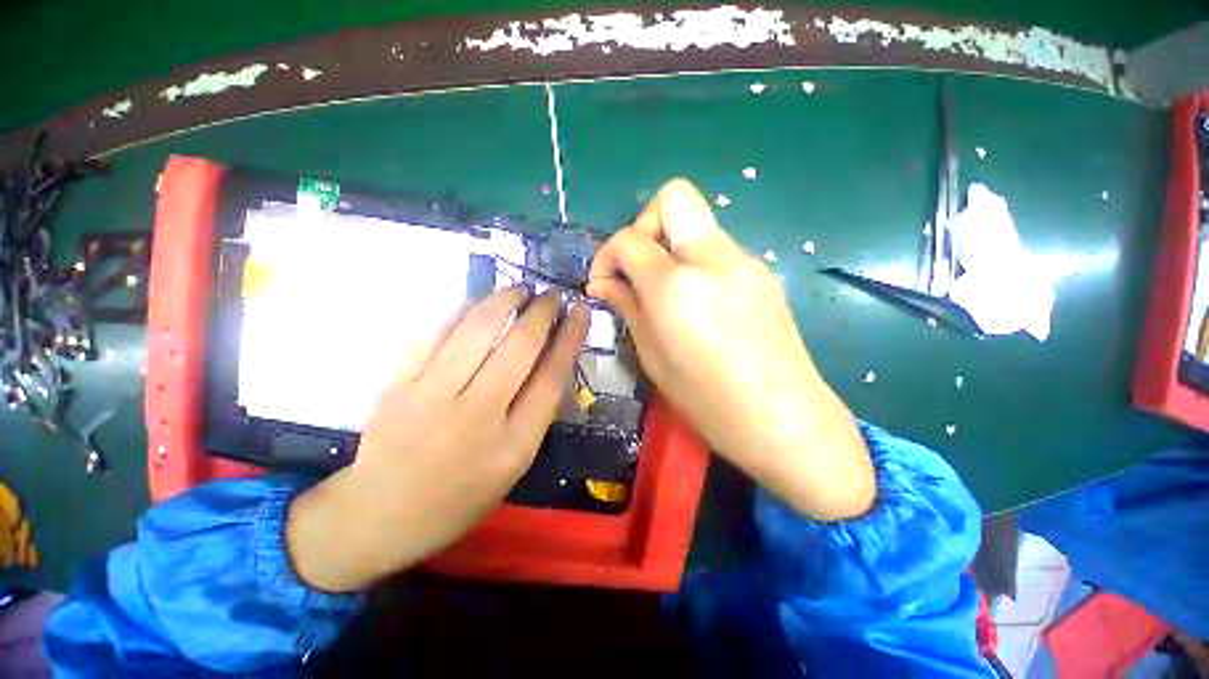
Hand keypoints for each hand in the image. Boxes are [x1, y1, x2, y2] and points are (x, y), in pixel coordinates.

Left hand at [286, 287, 588, 591]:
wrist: (379, 515)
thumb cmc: (460, 497)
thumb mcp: (514, 467)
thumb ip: (535, 414)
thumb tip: (552, 360)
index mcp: (514, 445)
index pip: (551, 377)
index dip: (569, 338)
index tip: (580, 311)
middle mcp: (477, 416)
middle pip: (519, 347)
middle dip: (542, 312)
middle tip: (552, 294)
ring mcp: (432, 397)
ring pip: (477, 330)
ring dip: (504, 301)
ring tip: (520, 289)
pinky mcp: (399, 384)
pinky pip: (438, 333)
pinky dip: (464, 310)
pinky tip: (480, 302)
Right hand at [588, 179, 873, 520]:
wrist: (785, 420)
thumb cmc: (708, 401)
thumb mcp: (653, 357)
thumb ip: (628, 308)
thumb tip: (604, 284)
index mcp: (677, 285)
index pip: (629, 238)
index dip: (606, 255)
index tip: (603, 283)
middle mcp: (714, 258)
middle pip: (674, 197)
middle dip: (643, 226)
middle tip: (637, 270)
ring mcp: (745, 261)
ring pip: (697, 224)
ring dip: (670, 248)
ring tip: (665, 294)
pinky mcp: (762, 273)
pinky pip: (717, 249)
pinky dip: (694, 263)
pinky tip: (697, 303)